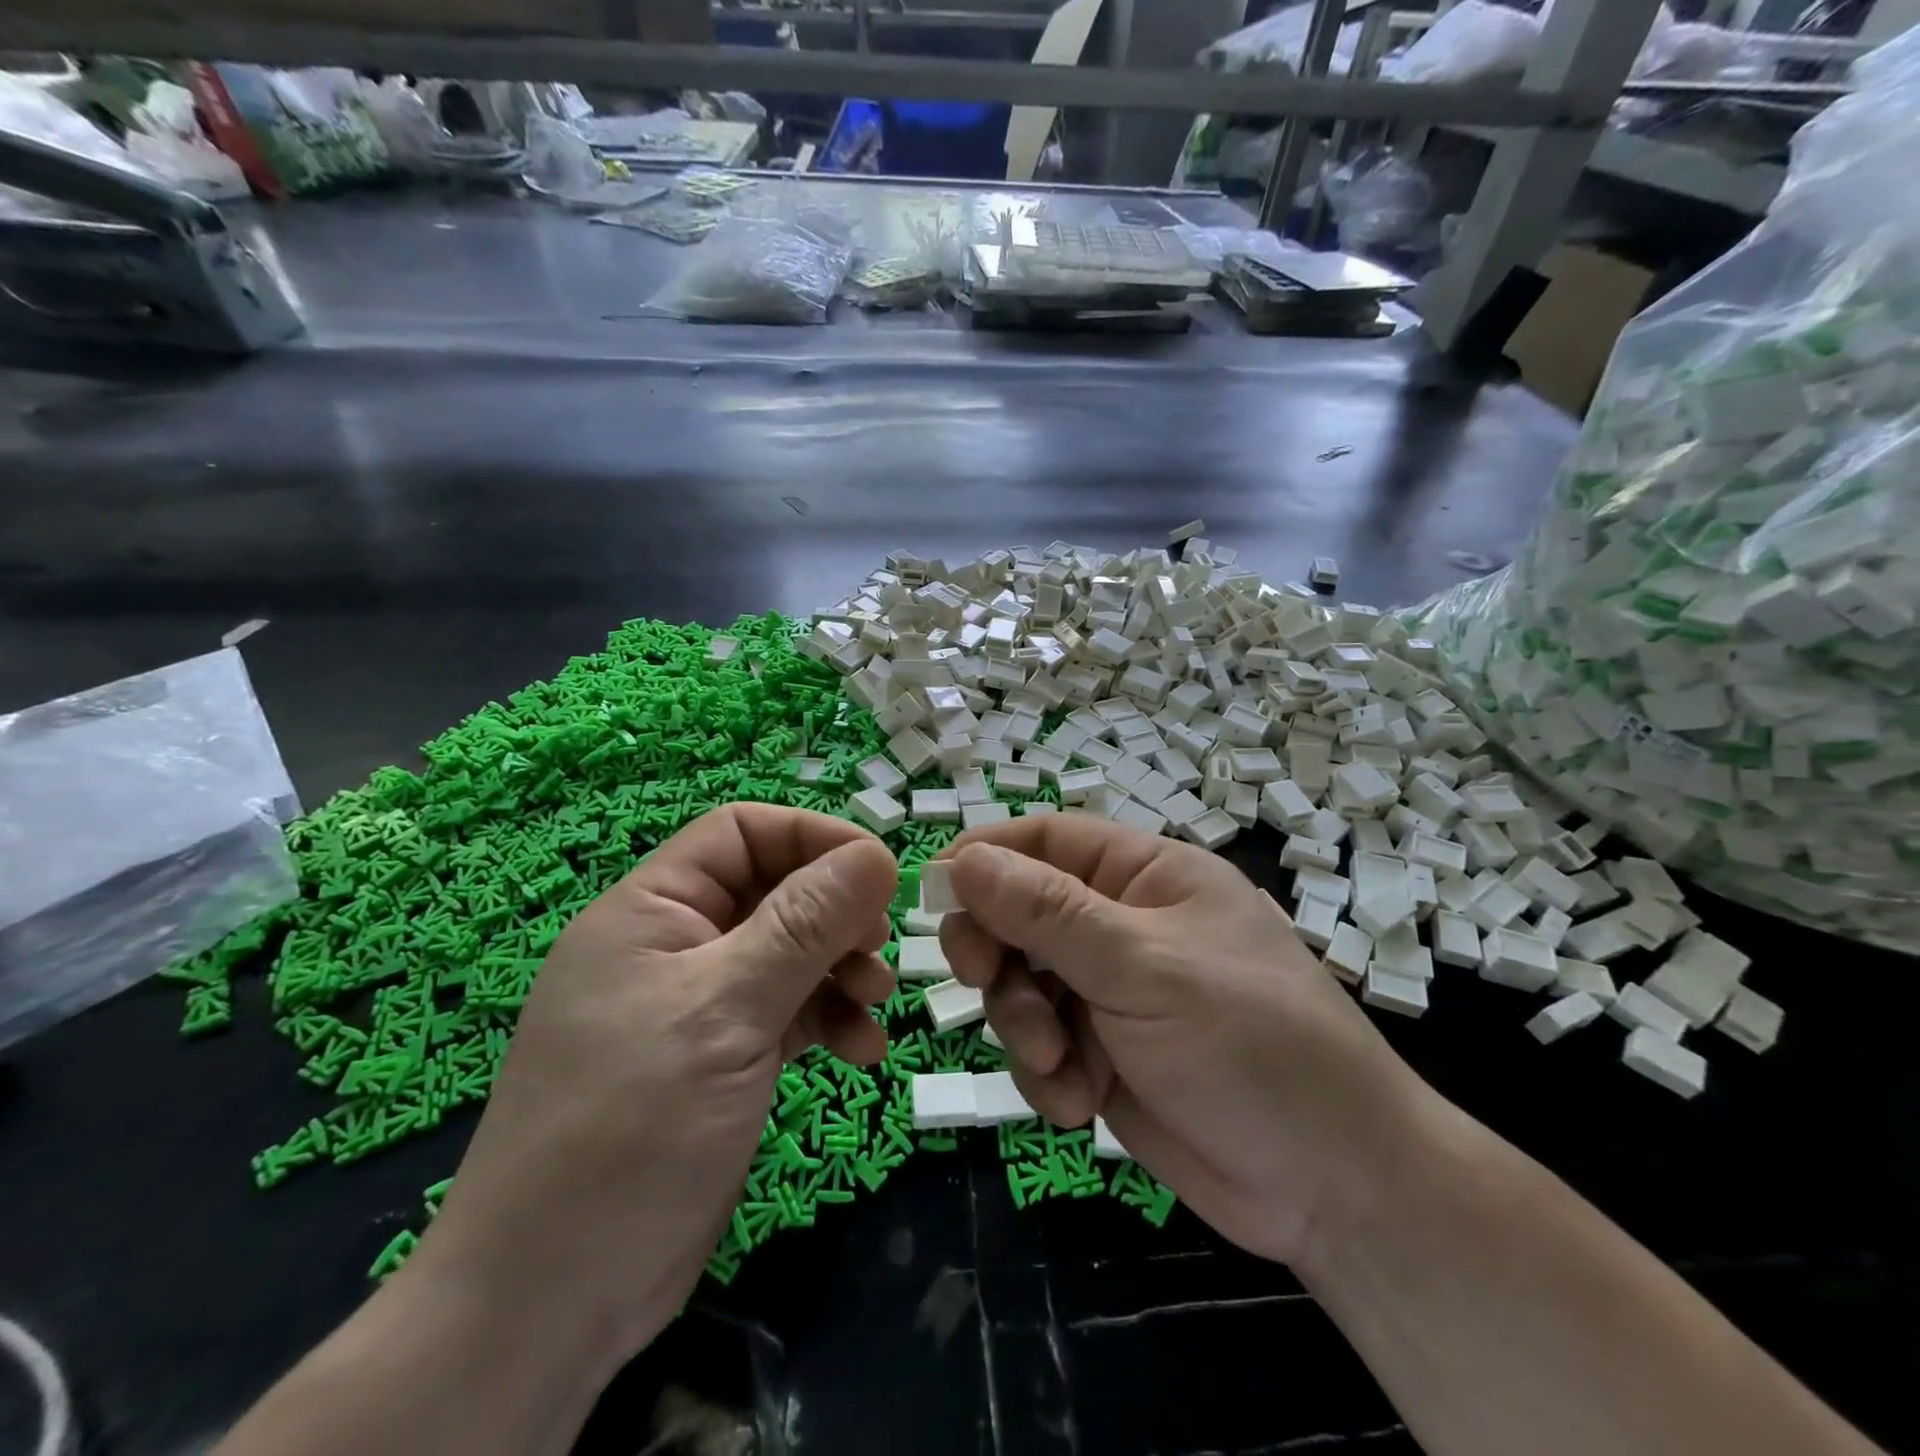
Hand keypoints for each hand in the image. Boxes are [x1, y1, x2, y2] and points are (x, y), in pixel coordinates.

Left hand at [417, 804, 896, 1364]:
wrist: (552, 1301)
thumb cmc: (630, 1127)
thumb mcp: (727, 1009)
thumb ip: (804, 925)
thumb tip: (876, 853)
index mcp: (652, 909)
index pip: (741, 833)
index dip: (812, 838)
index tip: (876, 872)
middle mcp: (675, 945)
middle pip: (774, 892)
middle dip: (835, 913)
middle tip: (879, 946)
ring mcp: (698, 1004)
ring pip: (789, 953)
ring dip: (840, 969)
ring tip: (877, 1003)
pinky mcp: (721, 1057)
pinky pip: (789, 1011)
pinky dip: (829, 1020)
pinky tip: (862, 1052)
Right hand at [938, 815, 1433, 1269]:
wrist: (1333, 1188)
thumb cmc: (1249, 1043)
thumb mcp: (1143, 966)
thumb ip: (1048, 912)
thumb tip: (964, 859)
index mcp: (1145, 876)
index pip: (1046, 840)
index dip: (987, 857)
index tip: (935, 892)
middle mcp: (1121, 926)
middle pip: (1020, 913)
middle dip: (999, 954)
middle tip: (980, 980)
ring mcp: (1110, 994)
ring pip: (1021, 984)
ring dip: (1023, 1025)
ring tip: (1059, 1065)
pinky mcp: (1103, 1055)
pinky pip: (1040, 1046)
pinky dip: (1046, 1074)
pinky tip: (1080, 1103)